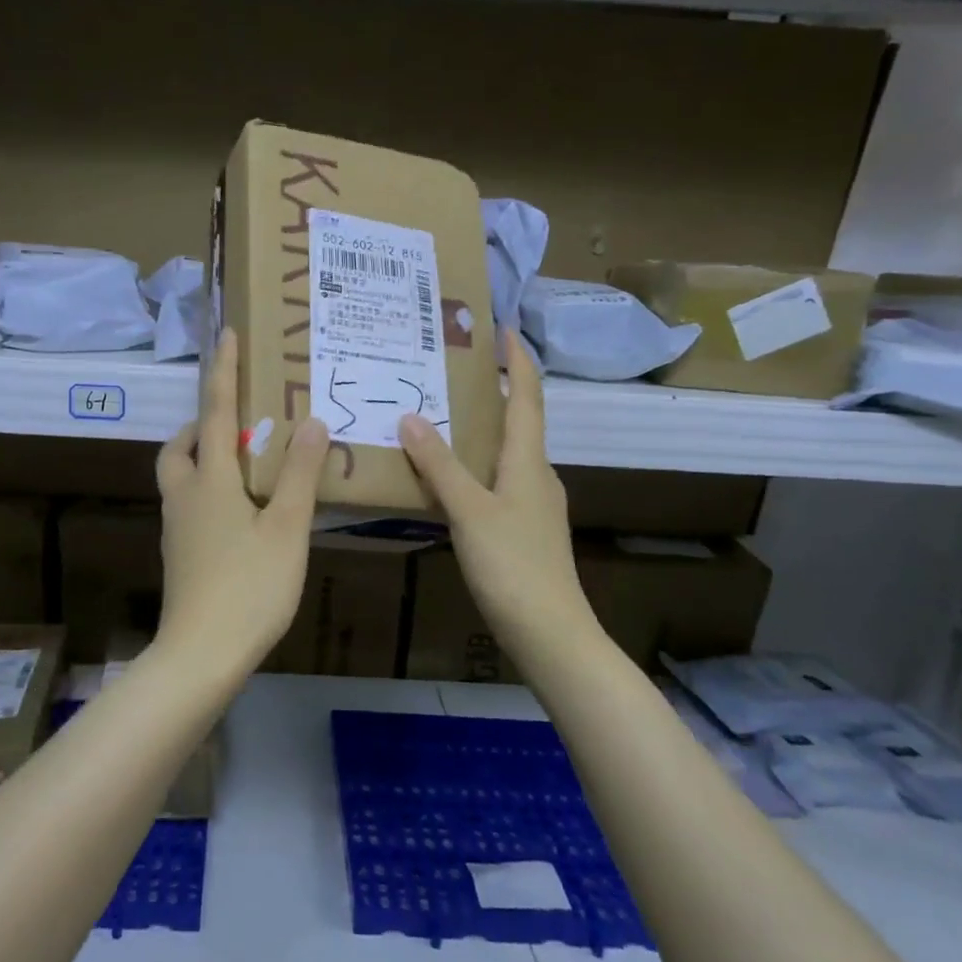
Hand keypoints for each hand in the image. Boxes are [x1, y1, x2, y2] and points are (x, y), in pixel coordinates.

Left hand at [155, 329, 329, 670]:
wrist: (201, 654)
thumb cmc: (249, 587)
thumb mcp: (286, 528)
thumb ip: (299, 474)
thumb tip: (311, 422)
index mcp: (210, 480)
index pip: (214, 412)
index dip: (223, 372)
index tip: (226, 335)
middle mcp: (185, 496)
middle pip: (180, 447)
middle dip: (200, 424)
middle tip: (234, 422)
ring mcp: (177, 528)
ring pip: (180, 477)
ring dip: (201, 457)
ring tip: (242, 464)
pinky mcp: (180, 555)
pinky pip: (189, 504)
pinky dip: (208, 490)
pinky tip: (240, 512)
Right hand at [398, 329, 593, 655]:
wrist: (550, 632)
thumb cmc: (513, 564)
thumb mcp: (470, 510)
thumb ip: (440, 465)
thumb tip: (411, 417)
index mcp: (529, 461)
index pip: (527, 397)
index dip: (517, 361)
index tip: (503, 328)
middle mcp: (537, 474)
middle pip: (520, 420)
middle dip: (495, 390)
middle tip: (455, 370)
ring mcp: (534, 504)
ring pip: (508, 452)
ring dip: (483, 428)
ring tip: (444, 416)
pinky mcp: (524, 529)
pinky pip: (499, 480)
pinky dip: (477, 464)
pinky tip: (451, 477)